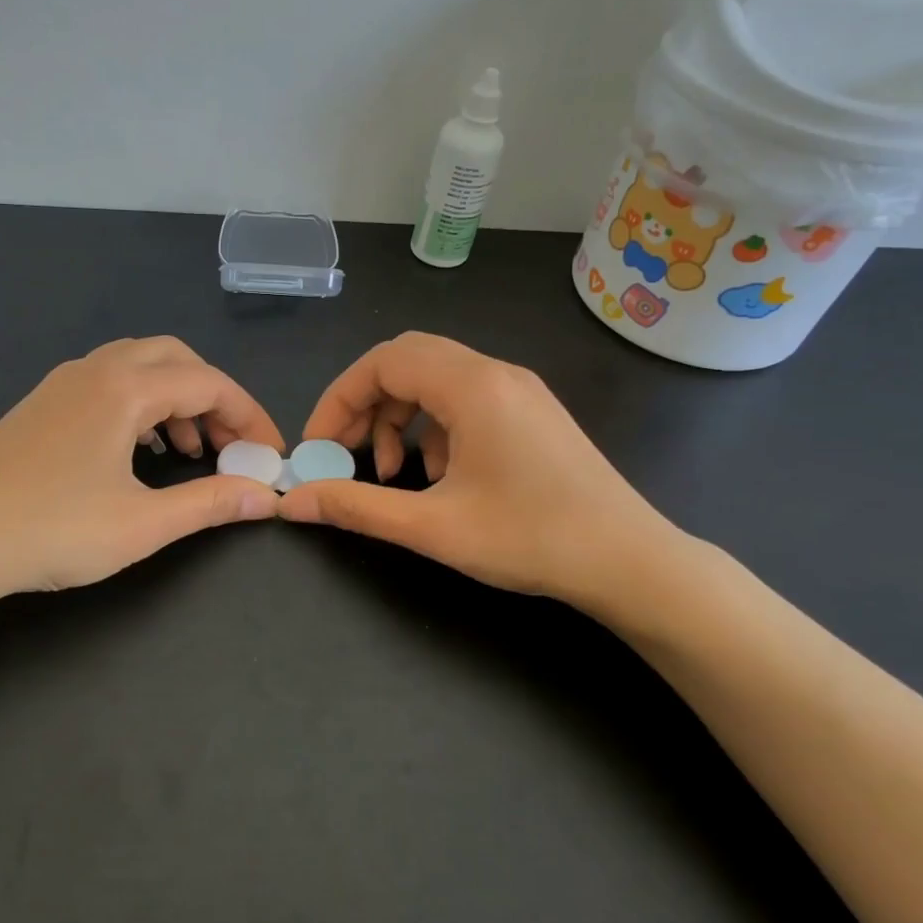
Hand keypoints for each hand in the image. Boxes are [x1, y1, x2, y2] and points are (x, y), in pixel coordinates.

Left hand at [0, 338, 284, 608]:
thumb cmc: (50, 532)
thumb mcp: (142, 524)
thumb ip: (210, 503)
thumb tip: (265, 496)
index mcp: (123, 388)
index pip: (209, 382)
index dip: (249, 416)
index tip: (270, 454)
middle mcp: (95, 370)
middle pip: (176, 358)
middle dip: (214, 397)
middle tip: (230, 445)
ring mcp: (63, 383)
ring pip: (139, 366)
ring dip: (177, 398)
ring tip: (192, 450)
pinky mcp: (43, 404)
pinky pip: (109, 383)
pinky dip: (142, 403)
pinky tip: (141, 449)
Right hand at [278, 333, 685, 619]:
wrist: (630, 561)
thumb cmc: (530, 539)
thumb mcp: (432, 526)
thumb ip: (356, 506)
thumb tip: (292, 502)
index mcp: (472, 386)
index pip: (382, 362)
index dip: (338, 399)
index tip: (318, 446)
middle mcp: (495, 372)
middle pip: (406, 361)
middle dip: (364, 404)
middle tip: (345, 451)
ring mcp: (518, 389)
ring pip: (435, 379)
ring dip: (399, 417)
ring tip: (393, 474)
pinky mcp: (531, 411)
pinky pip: (465, 399)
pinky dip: (434, 427)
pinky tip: (439, 476)